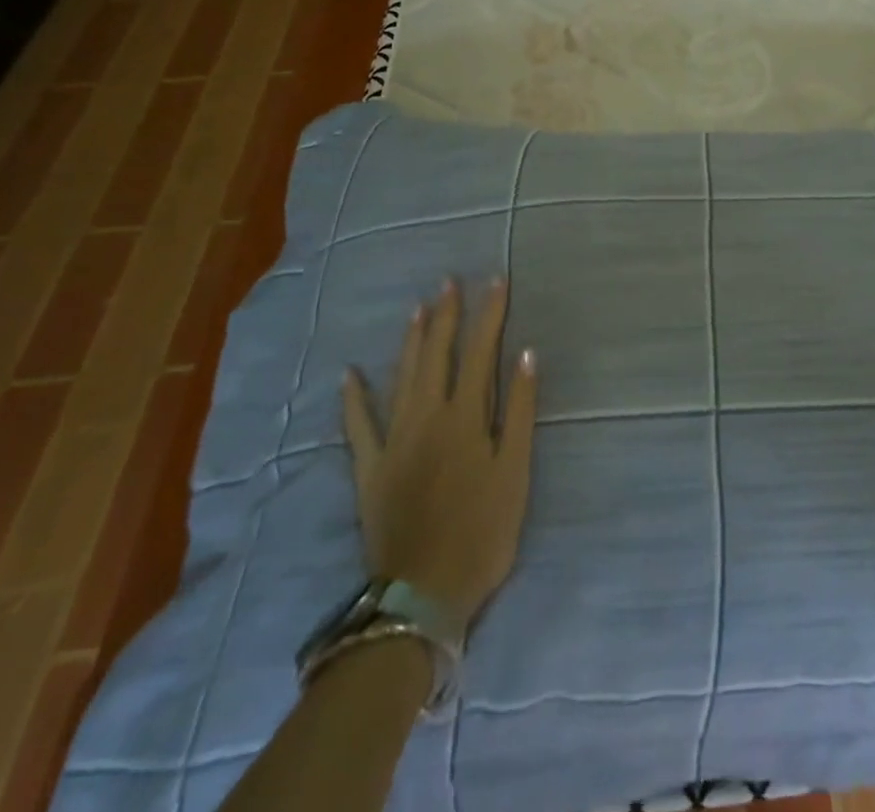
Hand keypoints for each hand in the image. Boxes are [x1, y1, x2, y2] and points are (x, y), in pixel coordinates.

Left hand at [341, 278, 537, 622]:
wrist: (423, 593)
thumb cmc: (482, 532)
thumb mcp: (515, 473)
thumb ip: (519, 411)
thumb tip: (525, 355)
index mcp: (466, 416)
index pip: (481, 351)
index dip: (489, 313)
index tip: (496, 280)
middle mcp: (428, 416)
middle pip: (438, 354)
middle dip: (446, 315)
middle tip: (450, 282)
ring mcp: (394, 440)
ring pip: (402, 377)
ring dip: (411, 340)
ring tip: (418, 309)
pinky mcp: (370, 467)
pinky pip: (358, 426)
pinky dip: (353, 399)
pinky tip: (348, 374)